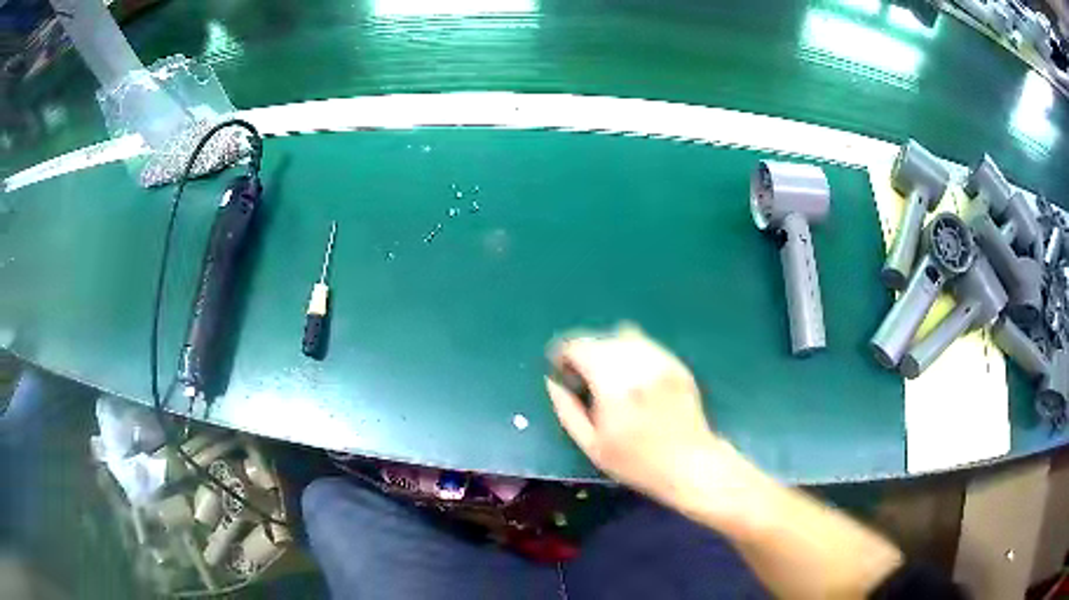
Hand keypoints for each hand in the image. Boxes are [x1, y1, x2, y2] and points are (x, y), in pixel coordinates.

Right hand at [546, 324, 720, 506]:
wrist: (689, 464)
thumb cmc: (636, 463)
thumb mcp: (592, 446)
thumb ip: (567, 410)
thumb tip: (552, 382)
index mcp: (613, 384)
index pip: (580, 347)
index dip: (564, 353)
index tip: (560, 369)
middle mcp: (638, 364)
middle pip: (601, 339)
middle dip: (585, 352)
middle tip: (582, 376)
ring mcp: (661, 361)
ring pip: (625, 336)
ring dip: (608, 349)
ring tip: (608, 375)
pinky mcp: (677, 364)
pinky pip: (647, 345)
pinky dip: (632, 353)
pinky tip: (633, 377)